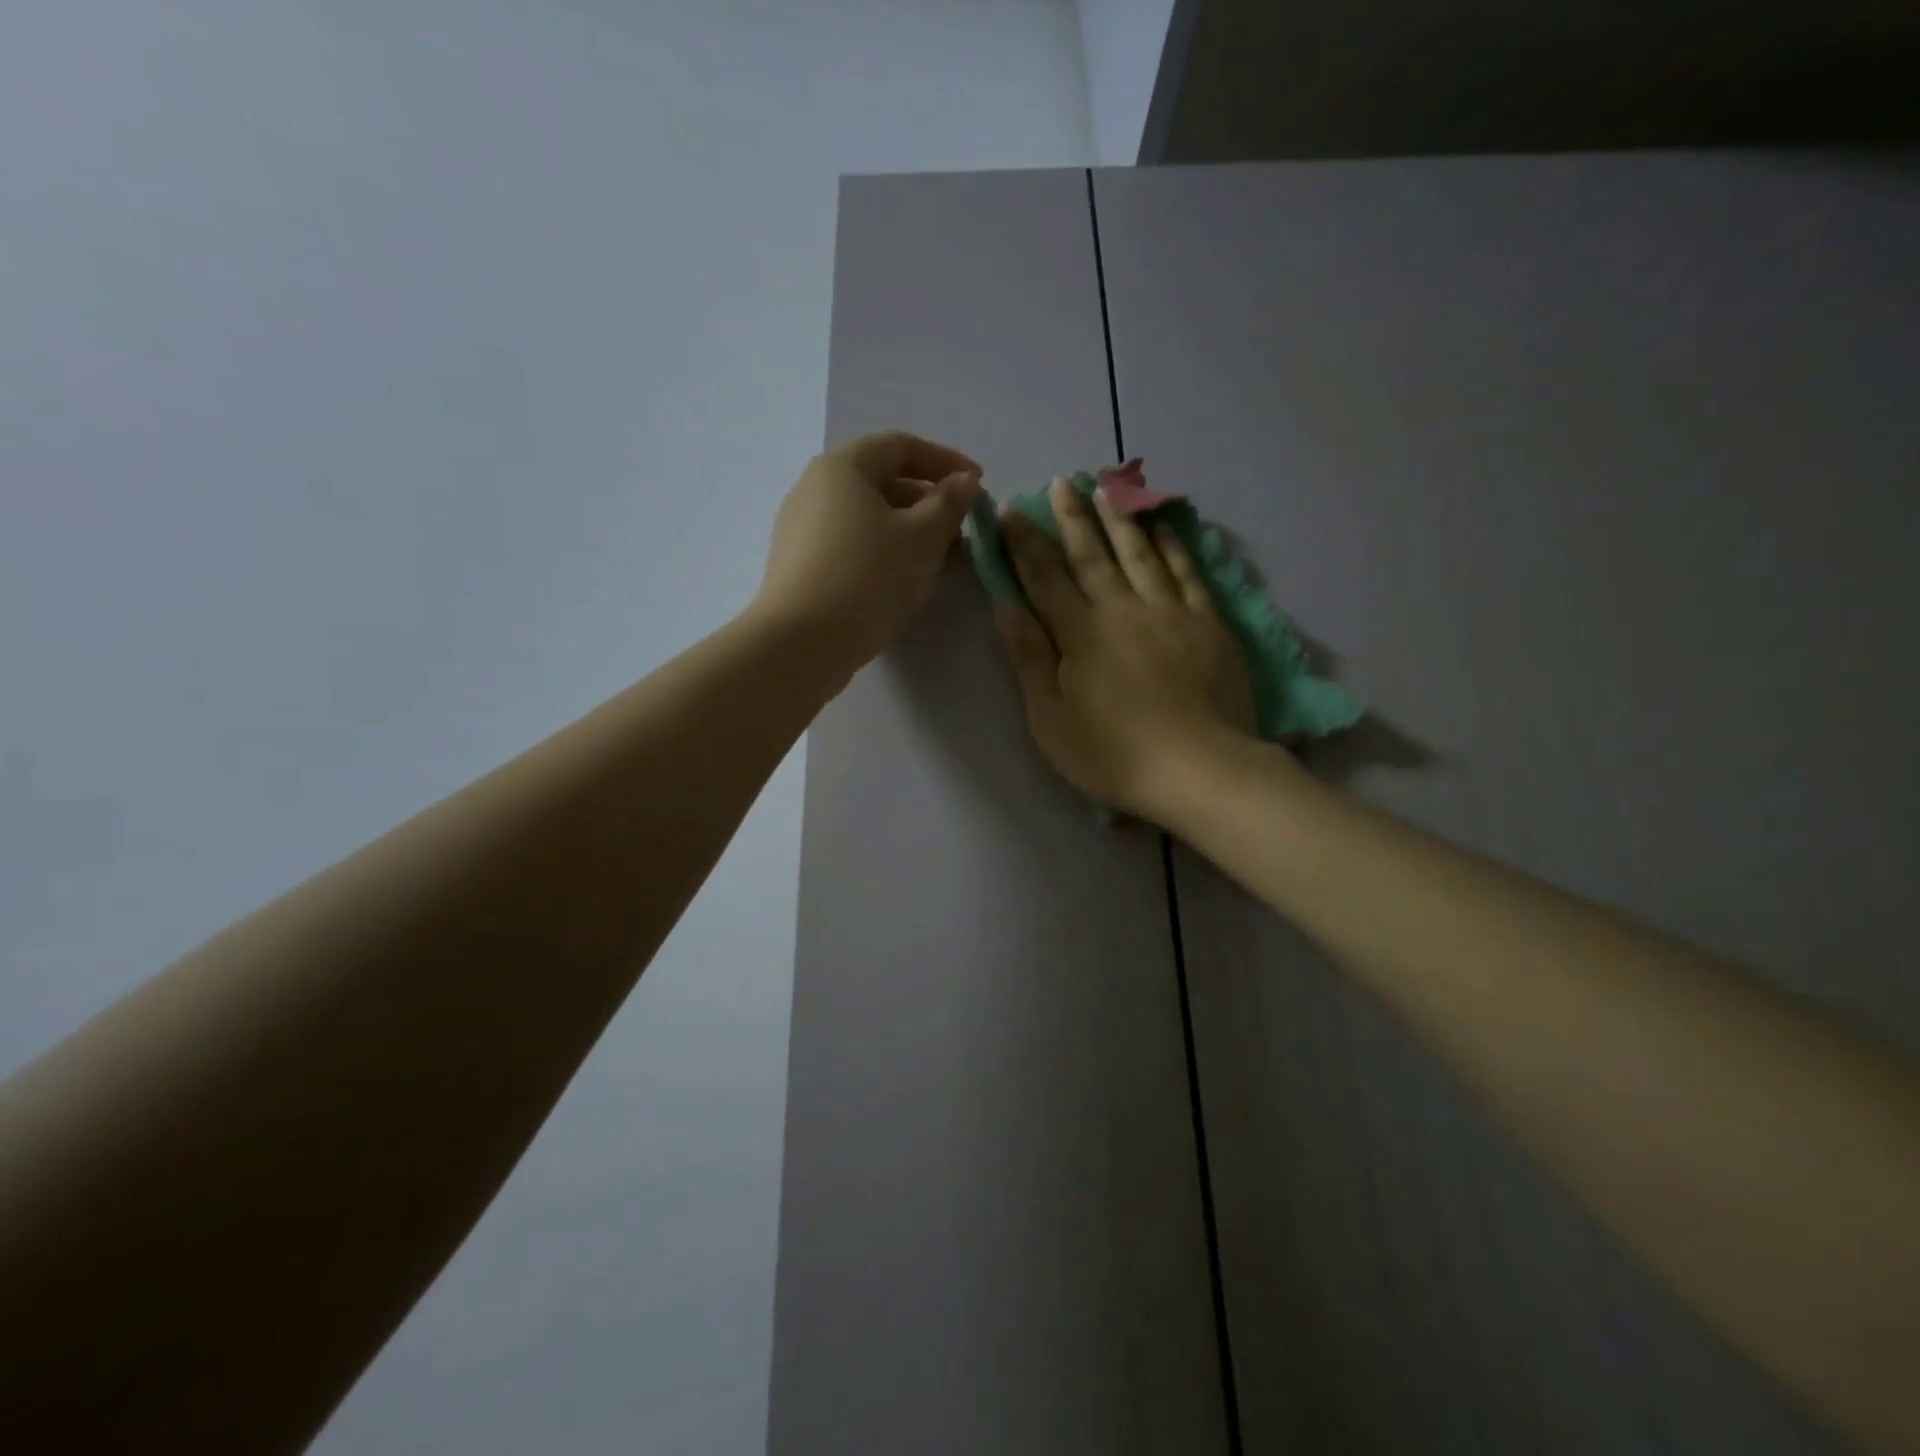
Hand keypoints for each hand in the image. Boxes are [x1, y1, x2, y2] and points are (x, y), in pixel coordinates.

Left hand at [753, 431, 980, 680]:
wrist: (800, 644)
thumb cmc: (867, 579)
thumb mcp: (922, 538)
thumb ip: (949, 504)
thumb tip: (964, 481)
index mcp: (842, 467)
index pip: (901, 446)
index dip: (945, 460)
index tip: (978, 485)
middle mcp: (814, 488)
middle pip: (881, 481)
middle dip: (928, 502)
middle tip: (962, 530)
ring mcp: (800, 529)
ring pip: (867, 518)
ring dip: (909, 531)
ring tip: (941, 561)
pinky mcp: (798, 566)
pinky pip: (850, 545)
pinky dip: (883, 552)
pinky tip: (904, 581)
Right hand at [999, 477, 1254, 818]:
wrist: (1200, 769)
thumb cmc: (1113, 754)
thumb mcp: (1050, 718)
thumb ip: (1030, 658)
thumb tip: (1008, 606)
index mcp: (1081, 633)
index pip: (1045, 577)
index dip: (1024, 544)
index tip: (1010, 512)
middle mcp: (1124, 609)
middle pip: (1093, 554)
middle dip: (1072, 517)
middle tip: (1062, 481)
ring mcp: (1171, 612)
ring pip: (1141, 553)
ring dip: (1120, 519)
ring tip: (1107, 488)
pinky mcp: (1208, 623)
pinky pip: (1188, 573)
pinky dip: (1174, 546)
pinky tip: (1164, 528)